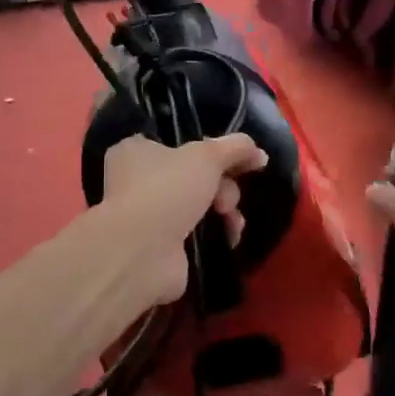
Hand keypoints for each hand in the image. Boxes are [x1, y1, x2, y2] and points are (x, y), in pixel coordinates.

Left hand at [100, 134, 268, 307]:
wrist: (142, 253)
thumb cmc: (166, 190)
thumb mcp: (207, 156)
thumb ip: (236, 147)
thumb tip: (259, 153)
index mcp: (136, 150)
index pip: (178, 142)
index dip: (211, 150)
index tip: (237, 160)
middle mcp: (137, 180)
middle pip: (195, 174)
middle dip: (222, 186)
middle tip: (225, 199)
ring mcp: (149, 215)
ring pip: (199, 203)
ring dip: (224, 209)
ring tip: (230, 221)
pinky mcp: (161, 245)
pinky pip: (197, 231)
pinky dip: (216, 232)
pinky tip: (229, 237)